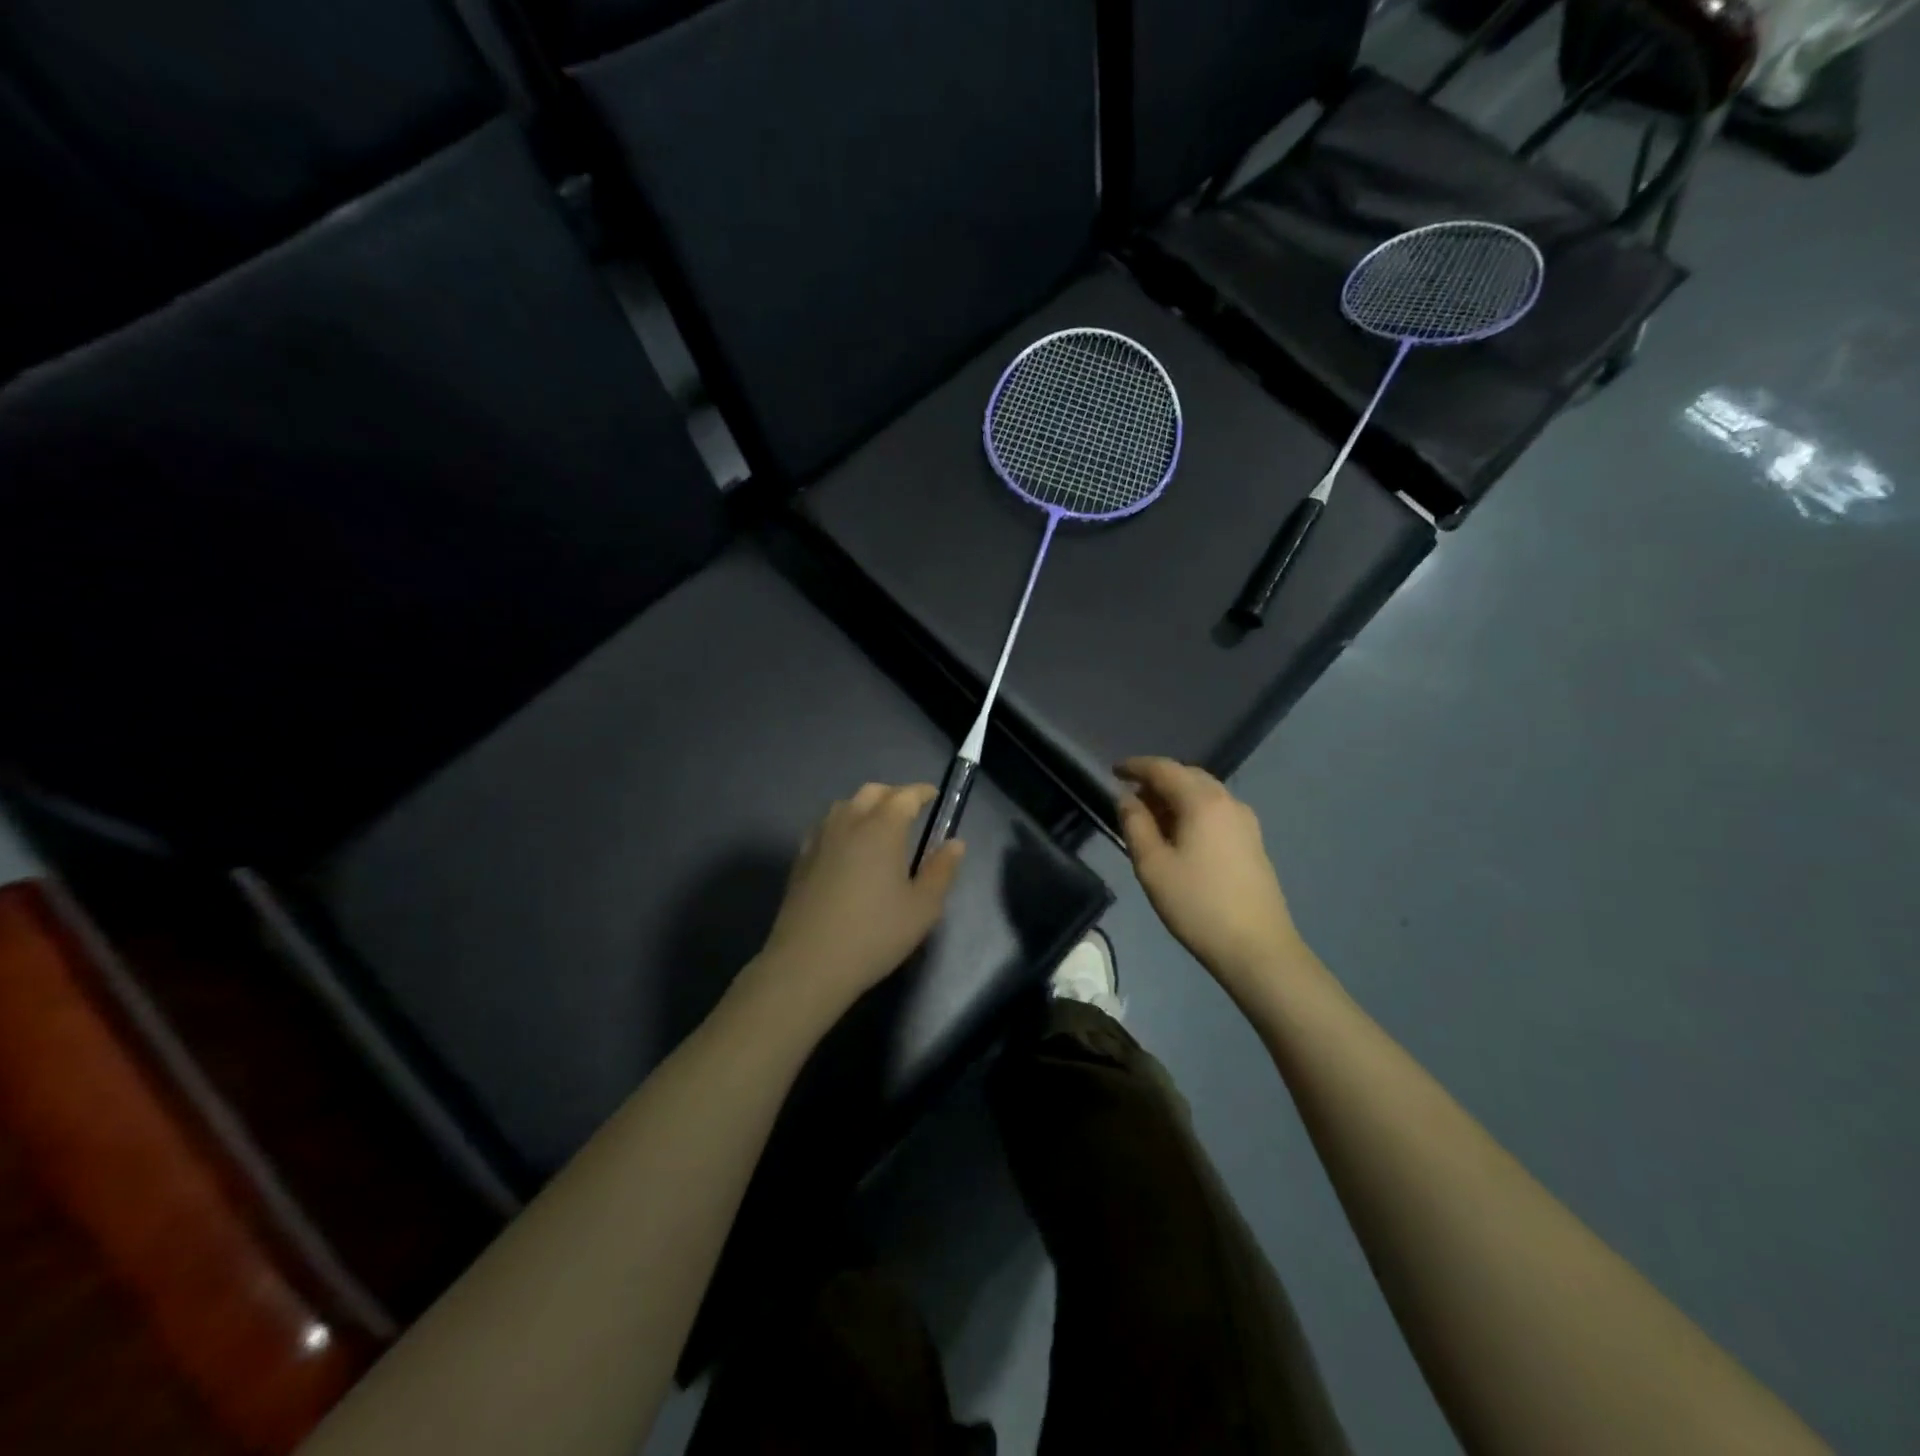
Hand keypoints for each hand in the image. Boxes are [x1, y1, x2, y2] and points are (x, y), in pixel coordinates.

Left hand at [749, 783, 964, 1020]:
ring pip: (845, 805)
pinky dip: (843, 824)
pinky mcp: (801, 858)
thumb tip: (955, 843)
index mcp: (882, 828)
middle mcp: (849, 822)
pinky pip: (826, 826)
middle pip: (872, 792)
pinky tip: (847, 847)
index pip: (905, 796)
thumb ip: (942, 871)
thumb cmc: (874, 934)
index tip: (933, 795)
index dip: (921, 792)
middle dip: (893, 794)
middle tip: (908, 809)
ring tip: (878, 825)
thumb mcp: (922, 908)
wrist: (809, 963)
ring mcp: (820, 838)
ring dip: (865, 806)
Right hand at [1115, 757, 1304, 991]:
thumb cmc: (1197, 904)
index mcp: (1202, 801)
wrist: (1257, 947)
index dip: (1136, 766)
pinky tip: (1180, 835)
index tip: (1114, 770)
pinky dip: (1193, 811)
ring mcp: (1245, 821)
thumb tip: (1127, 798)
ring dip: (1176, 796)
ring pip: (1204, 793)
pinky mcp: (1252, 841)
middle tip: (1131, 797)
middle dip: (1157, 780)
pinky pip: (1216, 811)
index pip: (1163, 769)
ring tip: (1152, 818)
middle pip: (1187, 776)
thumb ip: (1135, 824)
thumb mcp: (1152, 865)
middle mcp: (1228, 801)